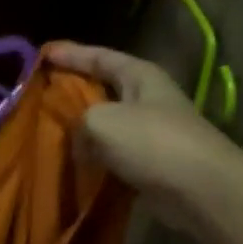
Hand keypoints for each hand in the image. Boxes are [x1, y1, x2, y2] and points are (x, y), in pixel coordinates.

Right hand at [47, 42, 242, 229]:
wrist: (200, 190)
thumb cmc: (152, 142)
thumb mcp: (101, 121)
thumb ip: (78, 122)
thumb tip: (80, 142)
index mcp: (140, 76)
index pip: (99, 56)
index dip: (70, 54)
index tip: (42, 53)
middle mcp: (147, 99)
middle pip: (103, 88)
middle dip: (74, 90)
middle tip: (41, 93)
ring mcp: (151, 132)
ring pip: (106, 124)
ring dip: (81, 129)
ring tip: (49, 131)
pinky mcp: (150, 163)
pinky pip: (112, 154)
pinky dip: (93, 157)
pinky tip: (72, 164)